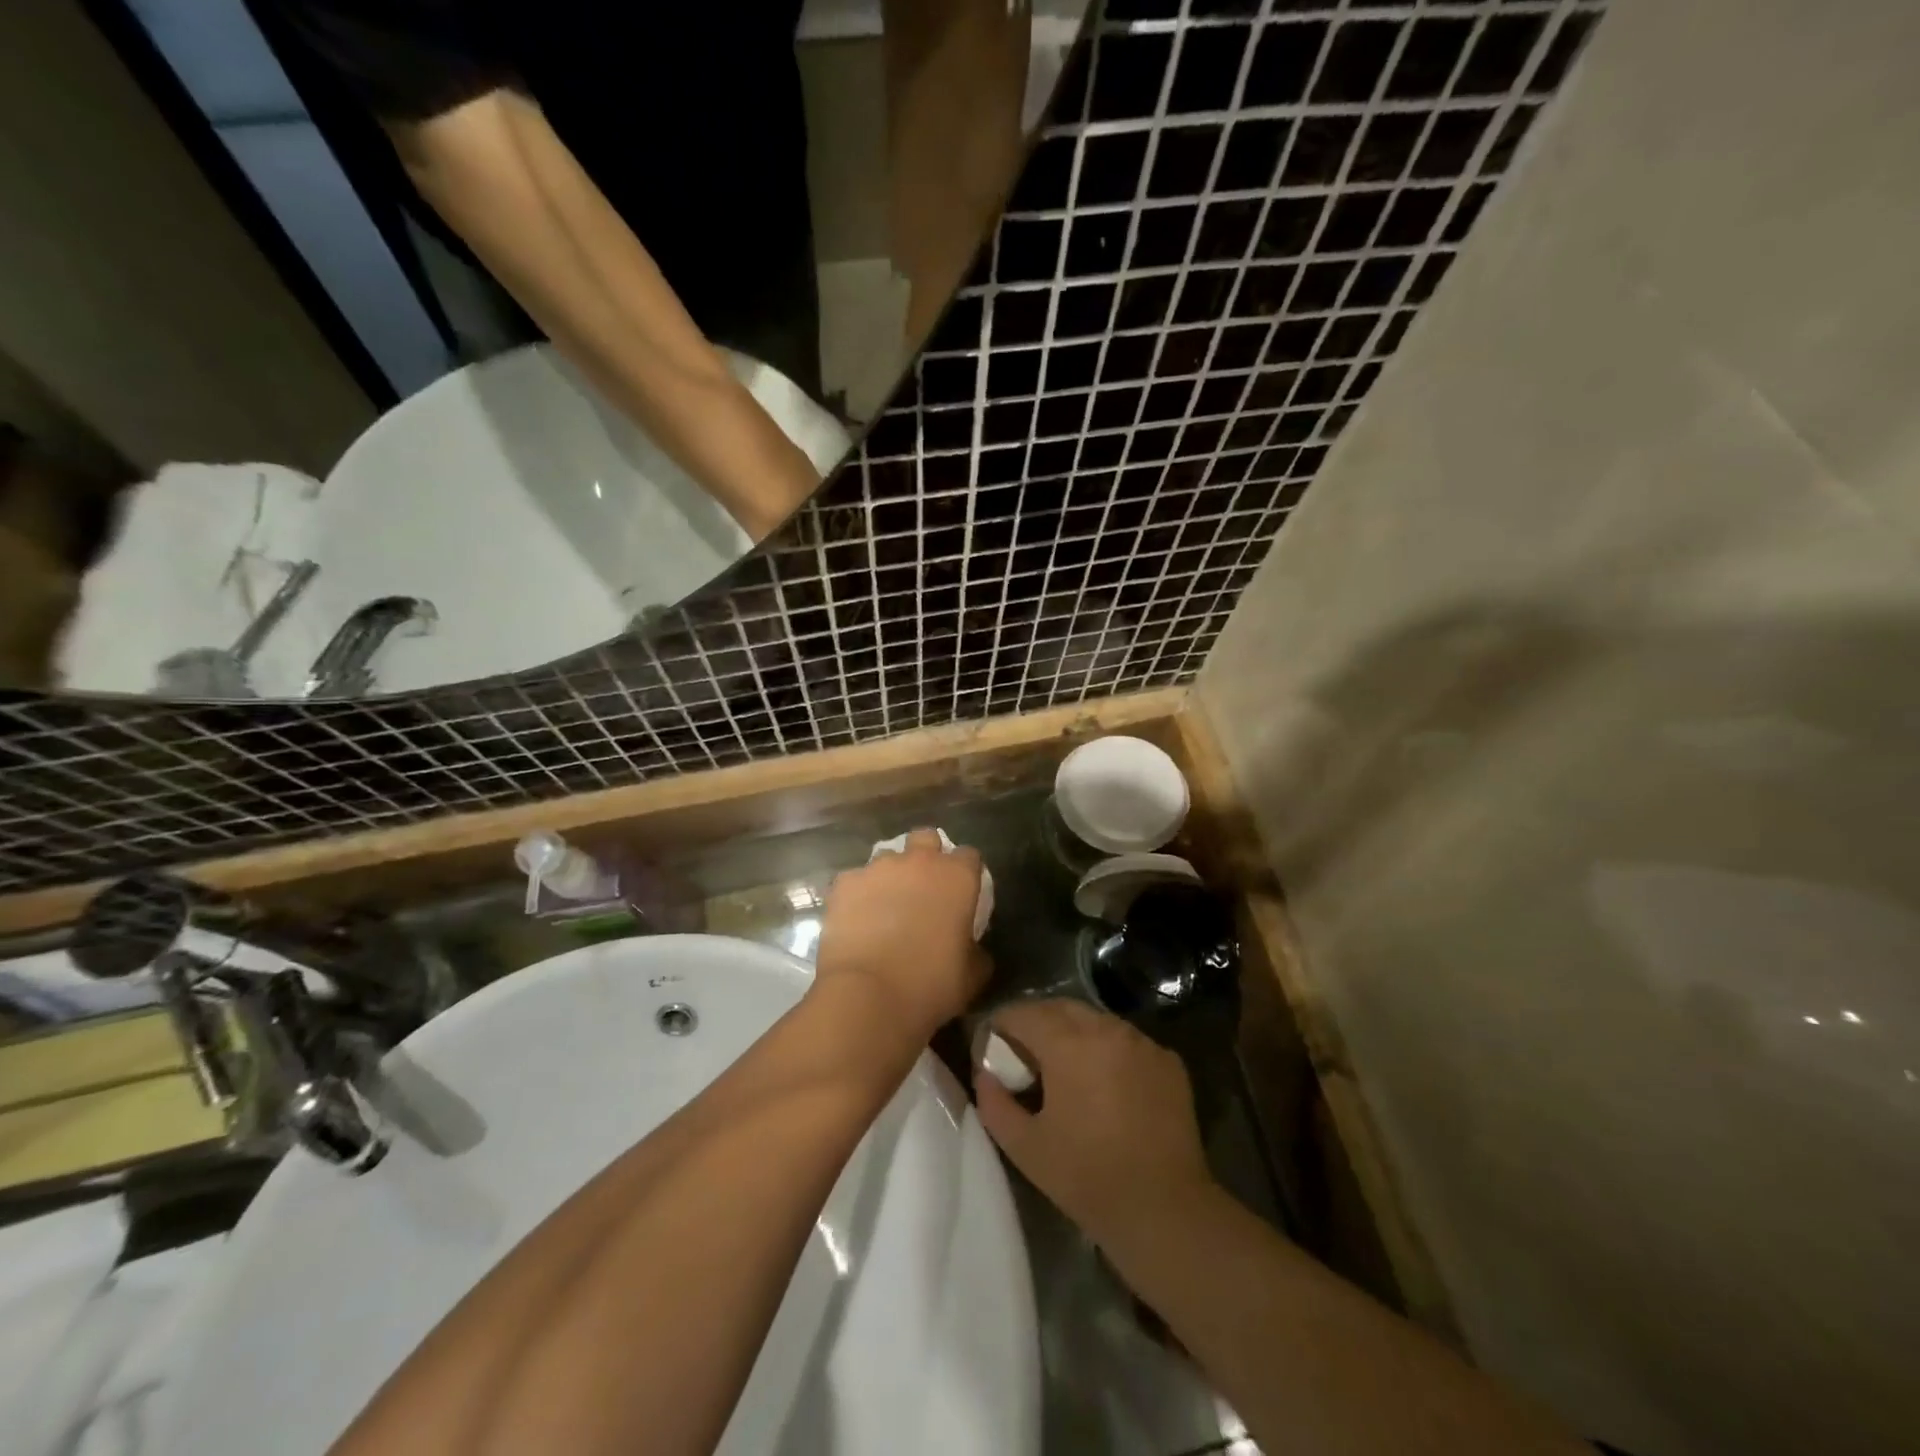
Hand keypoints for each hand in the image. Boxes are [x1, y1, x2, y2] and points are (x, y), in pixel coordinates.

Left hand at [814, 829, 988, 1044]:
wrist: (868, 996)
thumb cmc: (931, 985)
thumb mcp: (972, 974)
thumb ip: (976, 950)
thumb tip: (971, 946)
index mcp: (957, 877)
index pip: (969, 856)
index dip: (966, 873)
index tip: (962, 894)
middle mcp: (919, 861)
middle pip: (926, 838)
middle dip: (927, 855)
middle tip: (924, 888)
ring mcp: (877, 868)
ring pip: (887, 857)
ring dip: (891, 875)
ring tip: (885, 906)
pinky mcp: (845, 883)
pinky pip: (855, 880)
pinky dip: (858, 894)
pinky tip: (856, 920)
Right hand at [975, 999, 1213, 1250]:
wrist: (1165, 1210)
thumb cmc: (1087, 1178)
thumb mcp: (1025, 1147)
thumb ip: (994, 1103)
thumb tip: (985, 1073)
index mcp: (1068, 1043)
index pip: (1022, 1013)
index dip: (1000, 1026)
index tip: (991, 1048)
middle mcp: (1106, 1029)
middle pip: (1060, 1008)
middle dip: (1036, 1024)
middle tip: (1025, 1057)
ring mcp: (1142, 1042)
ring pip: (1096, 1021)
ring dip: (1074, 1034)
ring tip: (1066, 1070)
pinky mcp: (1168, 1060)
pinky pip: (1126, 1041)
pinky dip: (1108, 1051)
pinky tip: (1107, 1085)